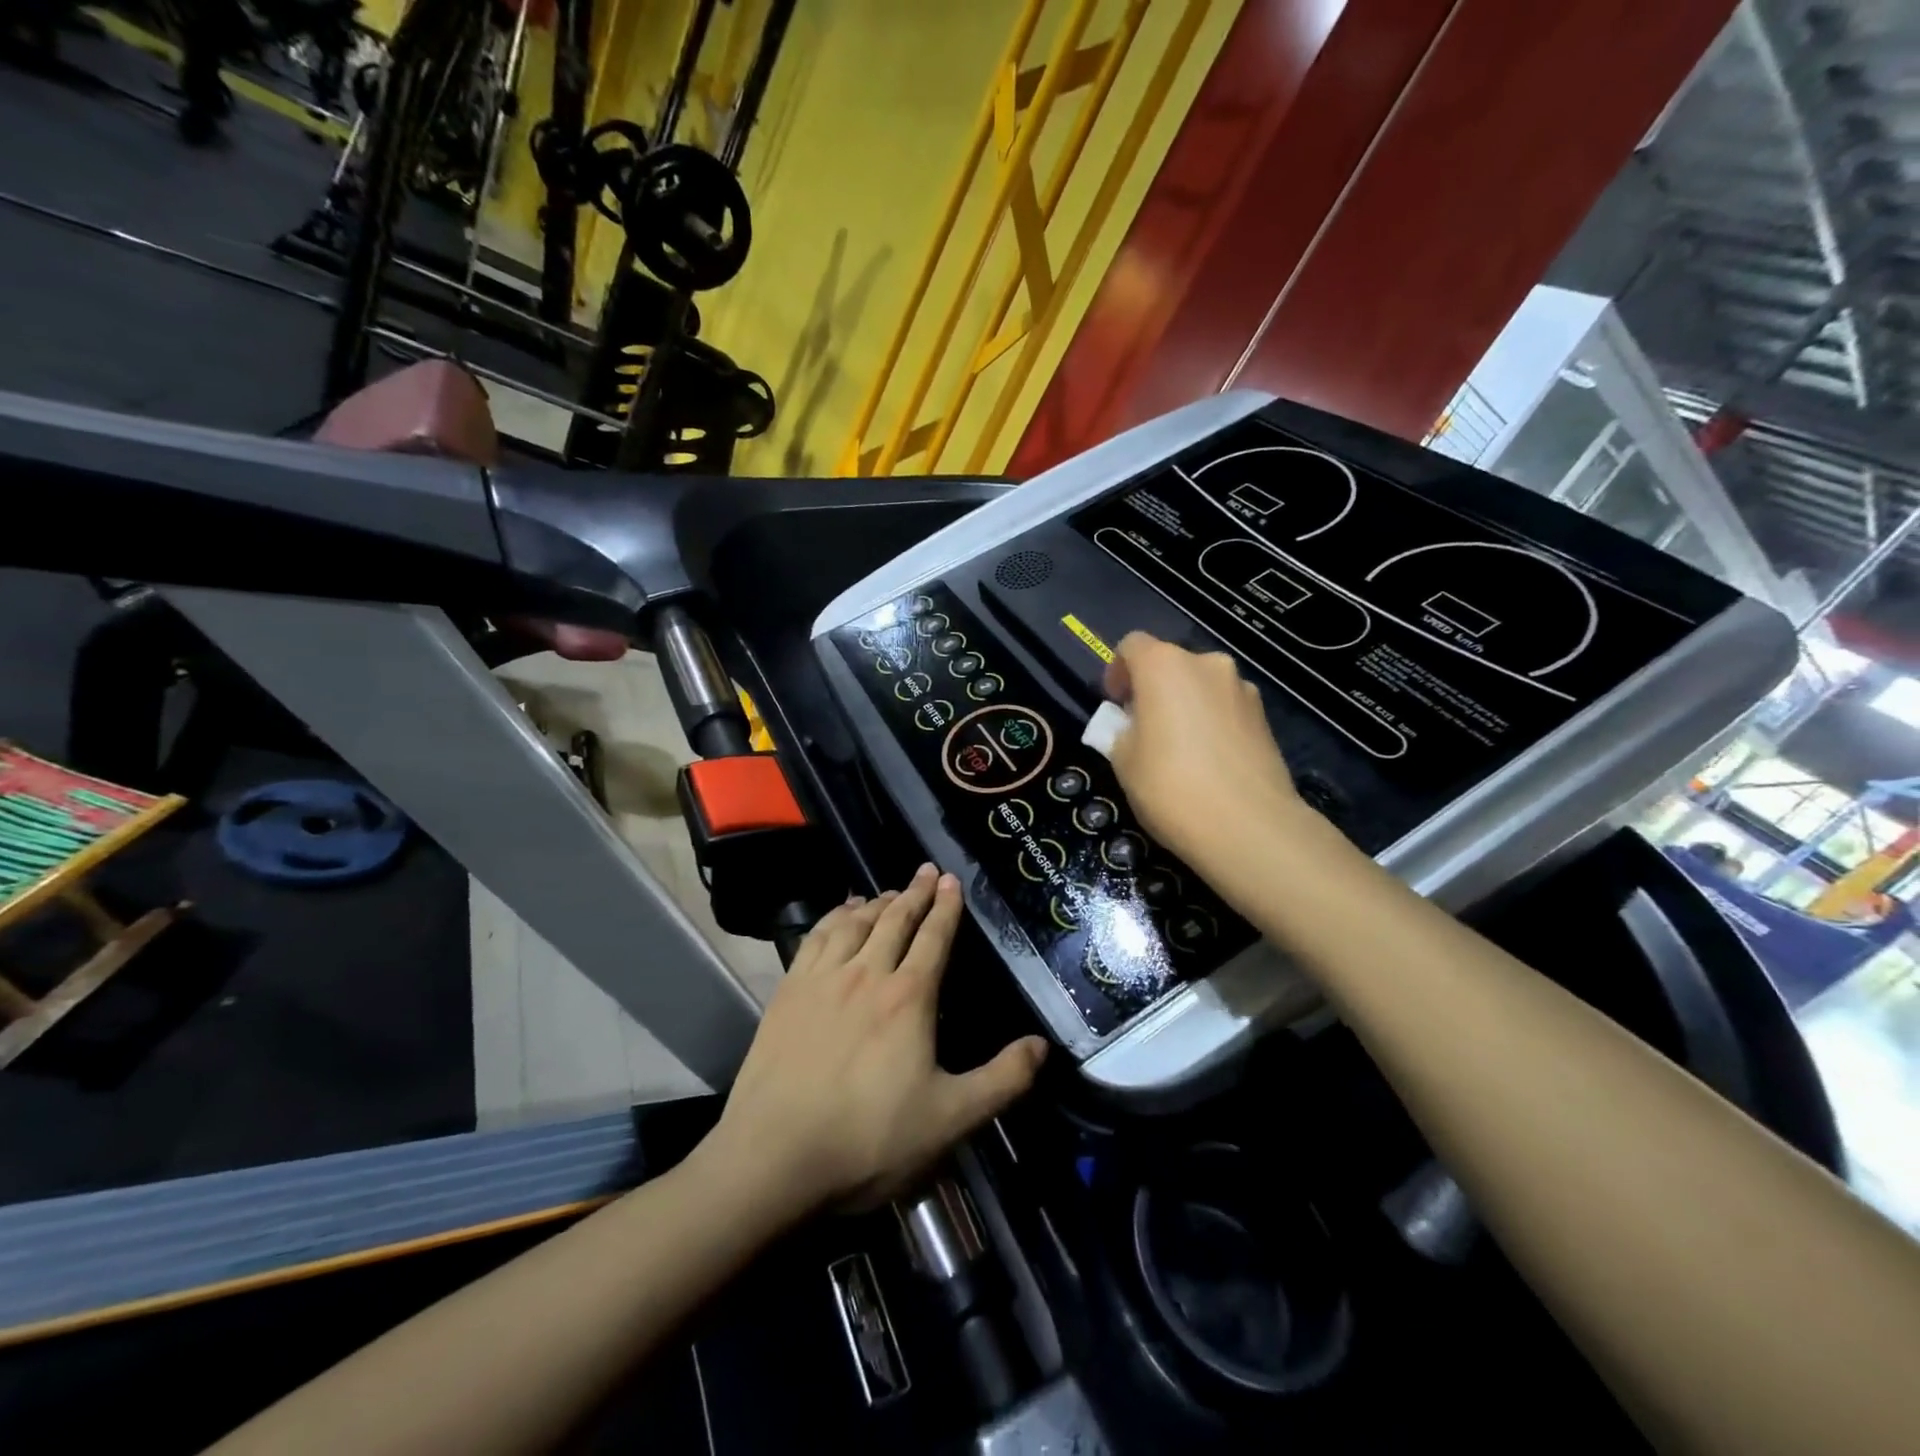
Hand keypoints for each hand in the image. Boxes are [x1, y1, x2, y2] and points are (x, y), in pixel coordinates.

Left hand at [702, 865, 1047, 1216]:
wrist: (774, 1157)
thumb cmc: (868, 1139)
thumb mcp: (950, 1119)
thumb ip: (1001, 1081)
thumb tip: (1042, 1045)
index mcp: (909, 997)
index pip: (933, 937)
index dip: (946, 907)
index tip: (952, 880)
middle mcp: (866, 973)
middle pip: (895, 919)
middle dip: (915, 892)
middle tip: (927, 871)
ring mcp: (822, 979)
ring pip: (854, 922)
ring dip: (876, 901)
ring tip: (889, 891)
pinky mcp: (788, 991)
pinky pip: (815, 937)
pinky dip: (833, 916)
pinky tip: (839, 915)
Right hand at [1103, 632, 1300, 871]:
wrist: (1248, 826)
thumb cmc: (1170, 786)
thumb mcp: (1123, 760)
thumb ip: (1120, 731)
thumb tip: (1133, 724)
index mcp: (1164, 665)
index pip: (1132, 645)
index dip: (1118, 670)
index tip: (1115, 704)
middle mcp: (1206, 664)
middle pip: (1170, 663)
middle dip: (1153, 689)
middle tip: (1143, 729)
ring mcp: (1242, 688)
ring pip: (1201, 686)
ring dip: (1185, 705)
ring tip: (1179, 749)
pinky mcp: (1265, 717)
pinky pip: (1225, 708)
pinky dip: (1211, 723)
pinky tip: (1209, 762)